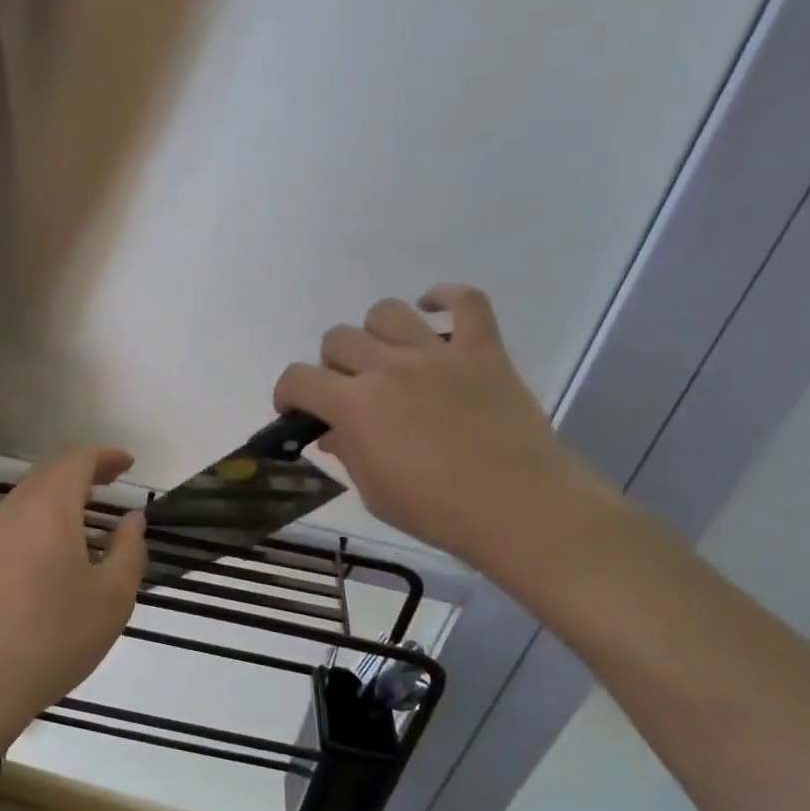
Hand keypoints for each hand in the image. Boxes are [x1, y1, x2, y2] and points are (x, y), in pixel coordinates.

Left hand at [0, 447, 146, 739]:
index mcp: (49, 507)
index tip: (129, 464)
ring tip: (88, 515)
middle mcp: (14, 510)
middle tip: (111, 482)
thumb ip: (129, 550)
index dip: (106, 457)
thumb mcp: (112, 596)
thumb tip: (132, 519)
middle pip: (50, 474)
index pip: (78, 461)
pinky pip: (15, 524)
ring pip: (29, 498)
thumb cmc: (55, 635)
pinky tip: (55, 551)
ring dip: (60, 496)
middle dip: (83, 472)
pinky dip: (41, 520)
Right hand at [273, 285, 605, 576]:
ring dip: (376, 334)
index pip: (298, 378)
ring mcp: (438, 354)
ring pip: (387, 312)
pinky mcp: (483, 350)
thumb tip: (333, 431)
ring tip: (387, 358)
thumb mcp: (375, 492)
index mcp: (357, 406)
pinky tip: (434, 311)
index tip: (296, 410)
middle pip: (338, 339)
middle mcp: (389, 368)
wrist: (522, 511)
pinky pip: (466, 300)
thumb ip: (347, 452)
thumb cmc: (440, 512)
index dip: (287, 392)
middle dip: (332, 366)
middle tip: (350, 392)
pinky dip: (446, 298)